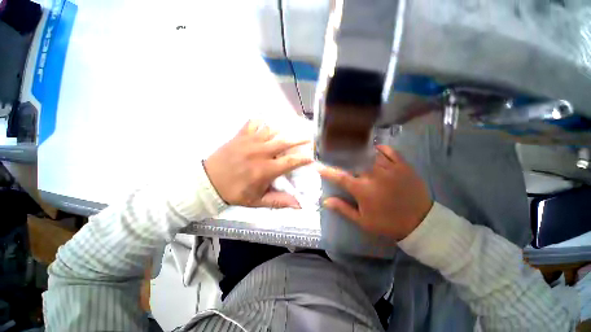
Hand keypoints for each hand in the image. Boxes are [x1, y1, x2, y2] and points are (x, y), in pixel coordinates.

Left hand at [204, 120, 312, 208]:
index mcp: (266, 169)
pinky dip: (262, 121)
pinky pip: (254, 123)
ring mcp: (250, 141)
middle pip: (285, 142)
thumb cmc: (235, 192)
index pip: (290, 162)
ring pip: (272, 130)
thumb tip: (299, 205)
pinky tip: (266, 122)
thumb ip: (279, 202)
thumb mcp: (257, 201)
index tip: (312, 157)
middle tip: (308, 138)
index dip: (303, 159)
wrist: (208, 182)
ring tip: (291, 129)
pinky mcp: (240, 135)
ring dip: (283, 130)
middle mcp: (261, 153)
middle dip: (299, 139)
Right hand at [318, 145, 432, 240]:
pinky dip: (380, 148)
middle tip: (335, 153)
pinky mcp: (403, 166)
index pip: (340, 177)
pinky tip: (374, 149)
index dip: (327, 171)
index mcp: (363, 190)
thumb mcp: (363, 221)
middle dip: (342, 156)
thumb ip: (343, 209)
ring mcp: (390, 168)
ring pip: (369, 153)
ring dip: (359, 151)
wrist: (420, 223)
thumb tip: (325, 201)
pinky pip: (389, 151)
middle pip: (354, 160)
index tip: (318, 166)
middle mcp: (374, 175)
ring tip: (352, 149)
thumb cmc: (388, 223)